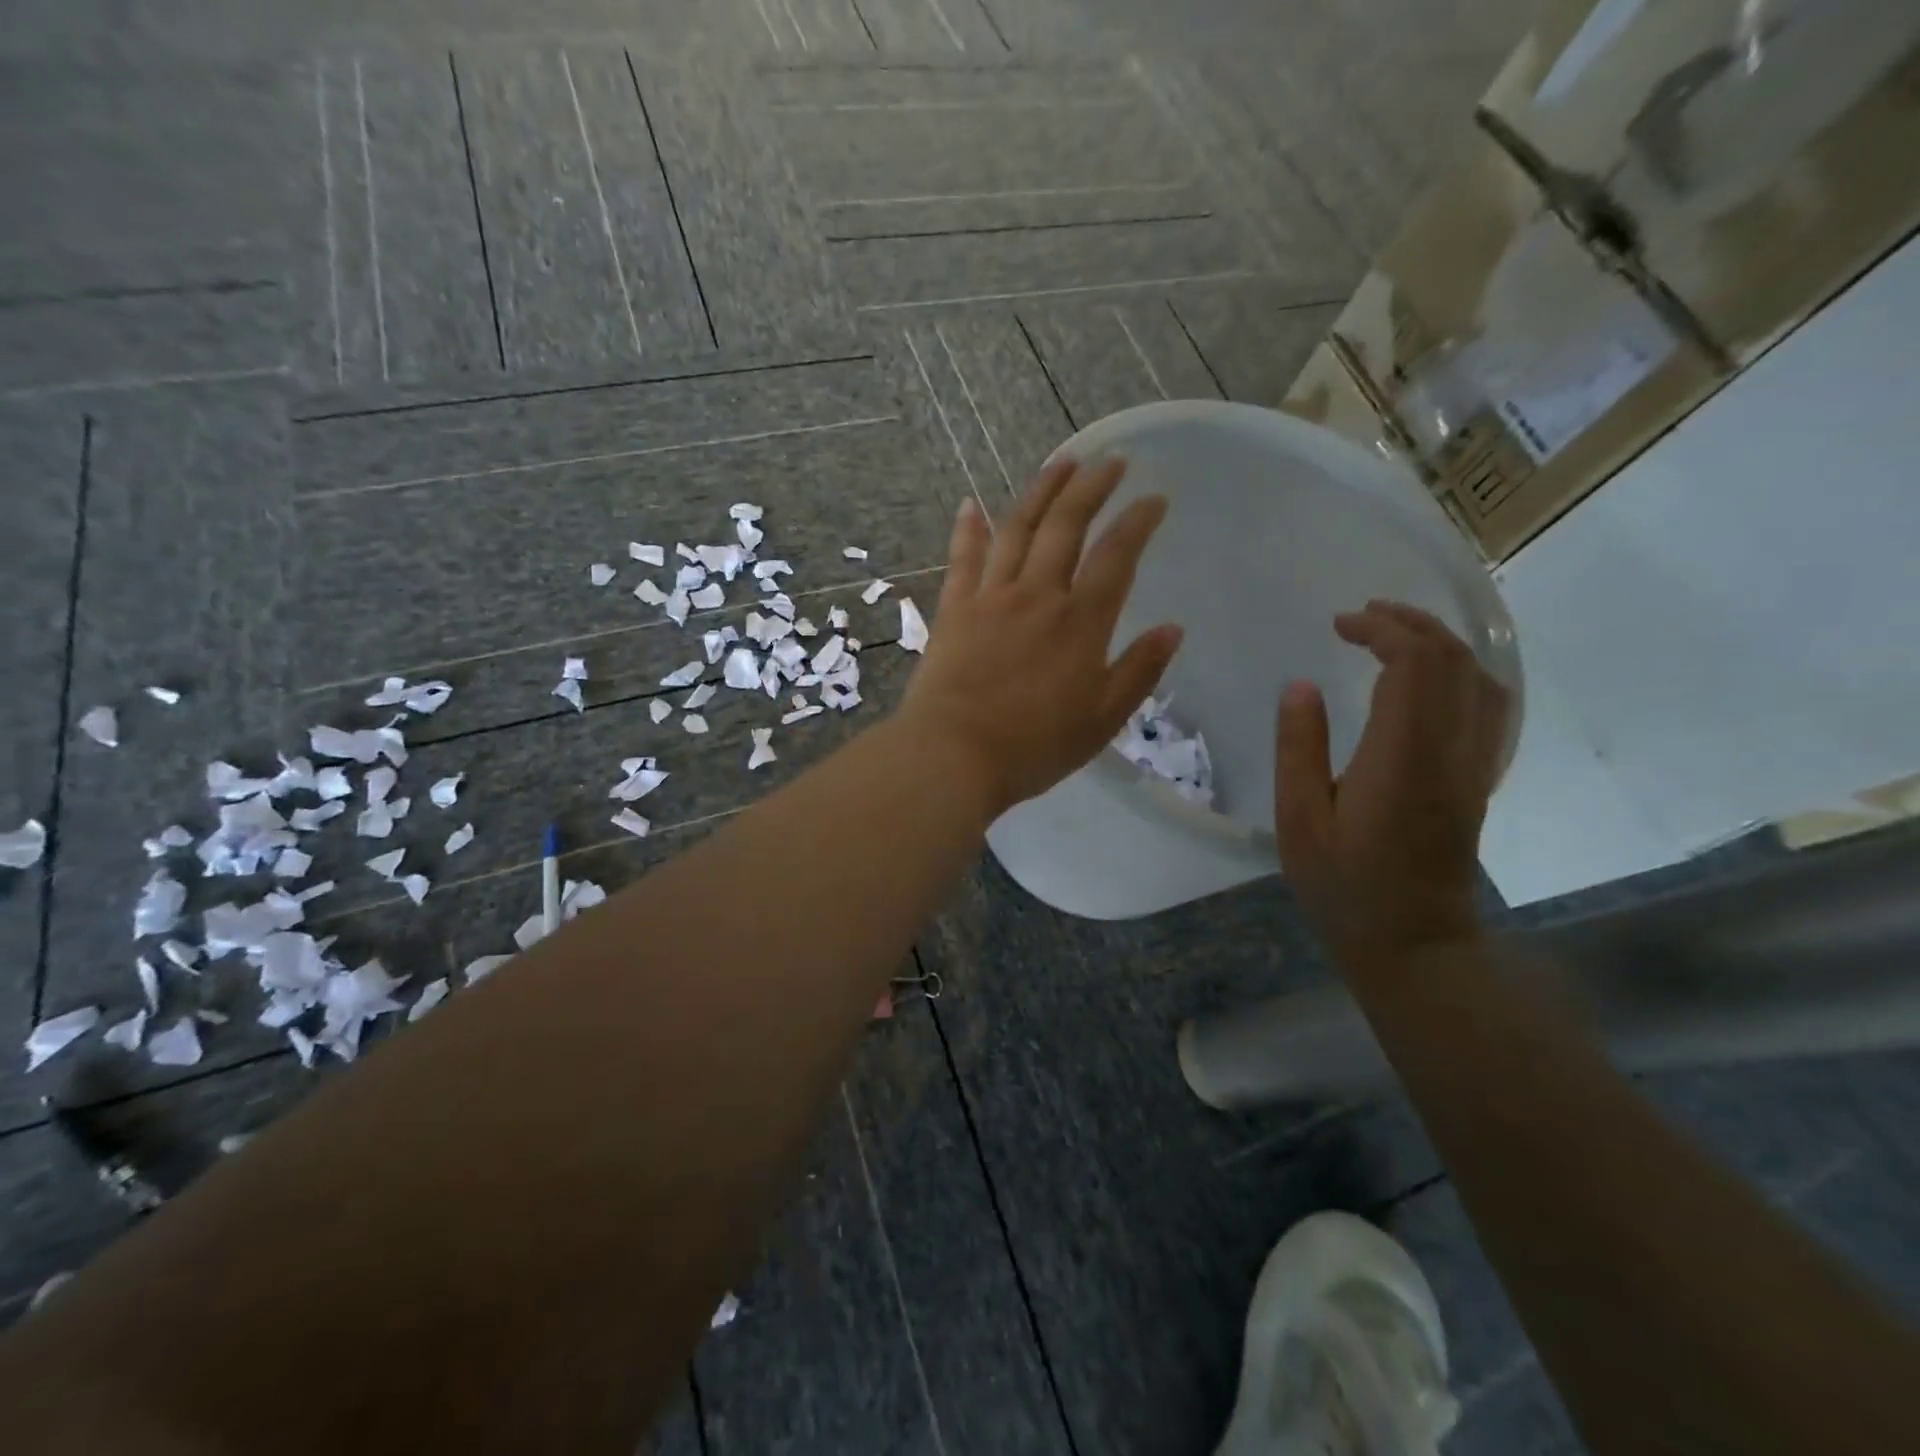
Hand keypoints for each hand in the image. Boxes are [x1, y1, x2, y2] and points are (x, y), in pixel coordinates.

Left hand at [899, 459, 1183, 816]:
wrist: (953, 755)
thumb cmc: (1033, 747)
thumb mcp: (1101, 720)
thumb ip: (1138, 672)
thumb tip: (1172, 629)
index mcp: (1080, 623)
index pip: (1116, 556)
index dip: (1138, 521)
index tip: (1154, 498)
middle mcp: (1038, 595)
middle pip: (1067, 525)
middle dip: (1092, 486)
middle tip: (1111, 461)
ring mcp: (991, 597)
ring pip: (1018, 528)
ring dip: (1041, 490)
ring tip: (1060, 462)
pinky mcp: (954, 609)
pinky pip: (963, 558)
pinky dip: (969, 528)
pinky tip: (971, 503)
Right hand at [1275, 600, 1509, 968]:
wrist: (1413, 943)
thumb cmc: (1343, 885)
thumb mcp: (1300, 820)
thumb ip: (1299, 748)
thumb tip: (1300, 686)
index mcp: (1403, 757)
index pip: (1414, 665)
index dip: (1381, 630)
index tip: (1339, 625)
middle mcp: (1451, 751)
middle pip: (1453, 661)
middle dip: (1411, 624)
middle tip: (1362, 615)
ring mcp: (1474, 766)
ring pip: (1479, 680)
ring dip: (1440, 644)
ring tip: (1393, 634)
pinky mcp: (1479, 780)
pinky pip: (1489, 707)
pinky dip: (1461, 674)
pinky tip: (1430, 679)